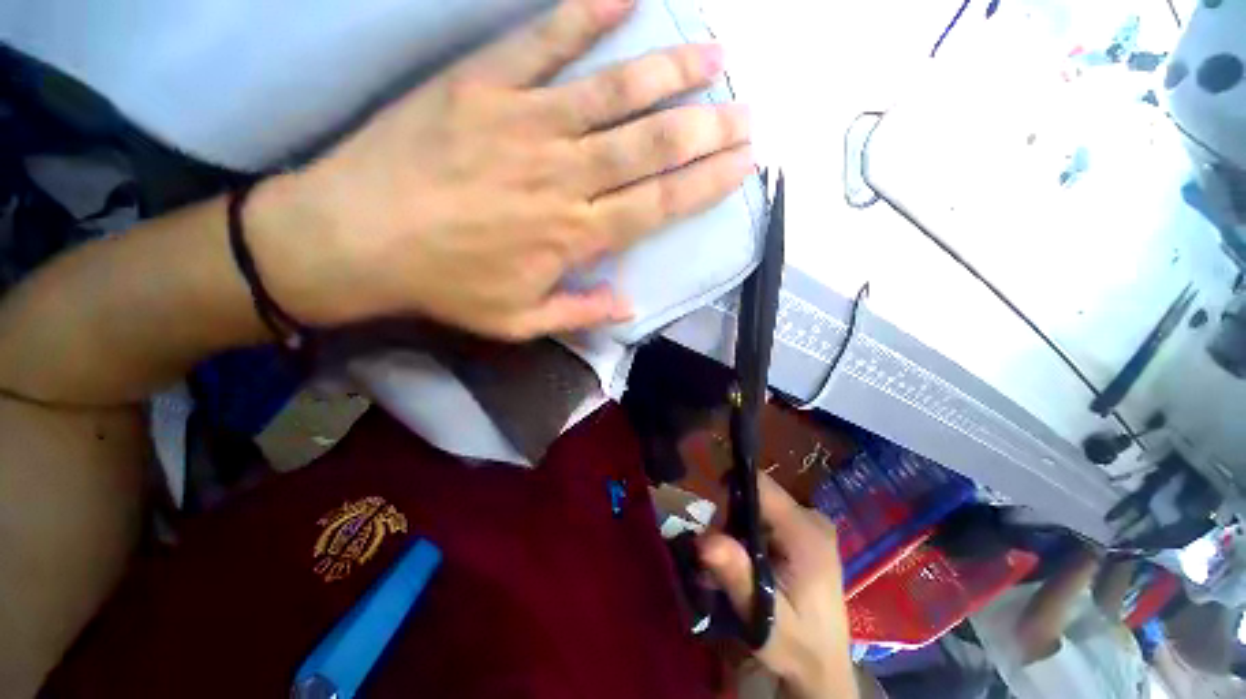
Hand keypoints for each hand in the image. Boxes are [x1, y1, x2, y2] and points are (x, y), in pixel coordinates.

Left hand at [250, 0, 752, 339]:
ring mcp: (525, 124)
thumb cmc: (445, 286)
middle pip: (651, 147)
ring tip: (713, 55)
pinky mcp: (483, 86)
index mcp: (573, 236)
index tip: (741, 164)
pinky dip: (587, 14)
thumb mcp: (519, 321)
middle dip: (706, 128)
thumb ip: (579, 313)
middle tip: (745, 111)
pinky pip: (544, 42)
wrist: (358, 238)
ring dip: (669, 72)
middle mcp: (563, 177)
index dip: (705, 184)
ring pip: (614, 93)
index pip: (658, 205)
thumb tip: (629, 307)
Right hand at [700, 476, 857, 698]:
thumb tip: (705, 540)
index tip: (711, 521)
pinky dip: (751, 532)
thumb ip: (737, 576)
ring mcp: (811, 523)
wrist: (824, 668)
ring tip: (731, 562)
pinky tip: (747, 561)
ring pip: (760, 505)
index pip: (761, 486)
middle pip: (757, 495)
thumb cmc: (797, 645)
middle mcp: (811, 518)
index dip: (730, 492)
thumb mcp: (763, 617)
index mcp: (806, 532)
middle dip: (731, 517)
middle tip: (719, 553)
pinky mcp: (806, 532)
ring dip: (739, 527)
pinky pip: (768, 517)